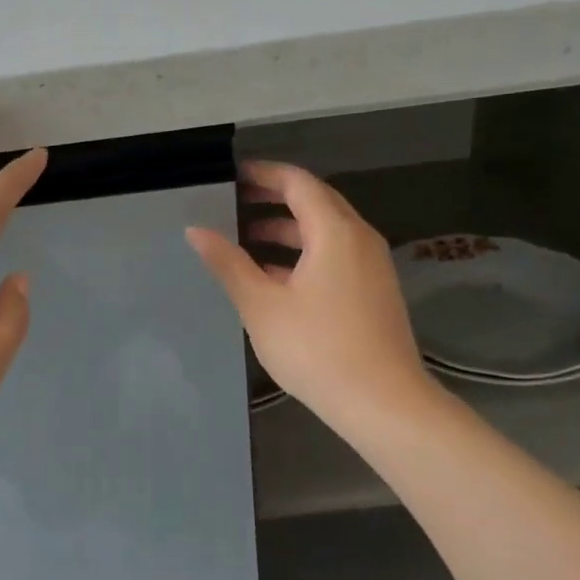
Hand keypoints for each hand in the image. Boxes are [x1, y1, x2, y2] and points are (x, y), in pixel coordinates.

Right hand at [186, 160, 438, 440]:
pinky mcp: (373, 291)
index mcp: (335, 231)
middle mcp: (359, 238)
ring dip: (286, 230)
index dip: (264, 174)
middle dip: (273, 199)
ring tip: (244, 240)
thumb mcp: (262, 305)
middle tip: (232, 203)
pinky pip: (335, 254)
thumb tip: (195, 231)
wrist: (384, 405)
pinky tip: (274, 277)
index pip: (298, 182)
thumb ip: (228, 263)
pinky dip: (303, 253)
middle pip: (314, 202)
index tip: (231, 176)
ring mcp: (371, 266)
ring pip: (325, 231)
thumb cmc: (318, 348)